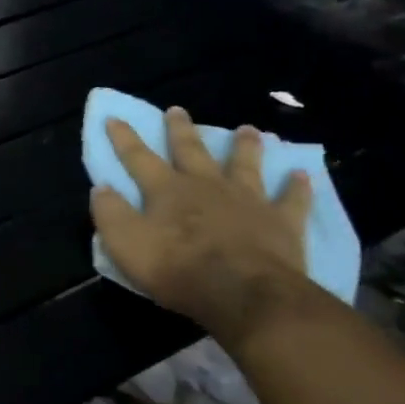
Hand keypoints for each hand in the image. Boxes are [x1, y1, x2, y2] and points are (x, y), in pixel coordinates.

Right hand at [89, 109, 315, 356]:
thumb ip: (110, 213)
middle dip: (180, 130)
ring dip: (244, 146)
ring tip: (247, 130)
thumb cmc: (178, 268)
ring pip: (245, 165)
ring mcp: (247, 200)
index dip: (124, 138)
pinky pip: (291, 200)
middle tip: (177, 110)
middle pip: (191, 150)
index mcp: (166, 190)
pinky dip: (297, 187)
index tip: (114, 117)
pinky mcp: (281, 222)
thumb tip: (101, 187)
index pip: (138, 157)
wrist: (244, 293)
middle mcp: (206, 185)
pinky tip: (302, 174)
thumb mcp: (126, 244)